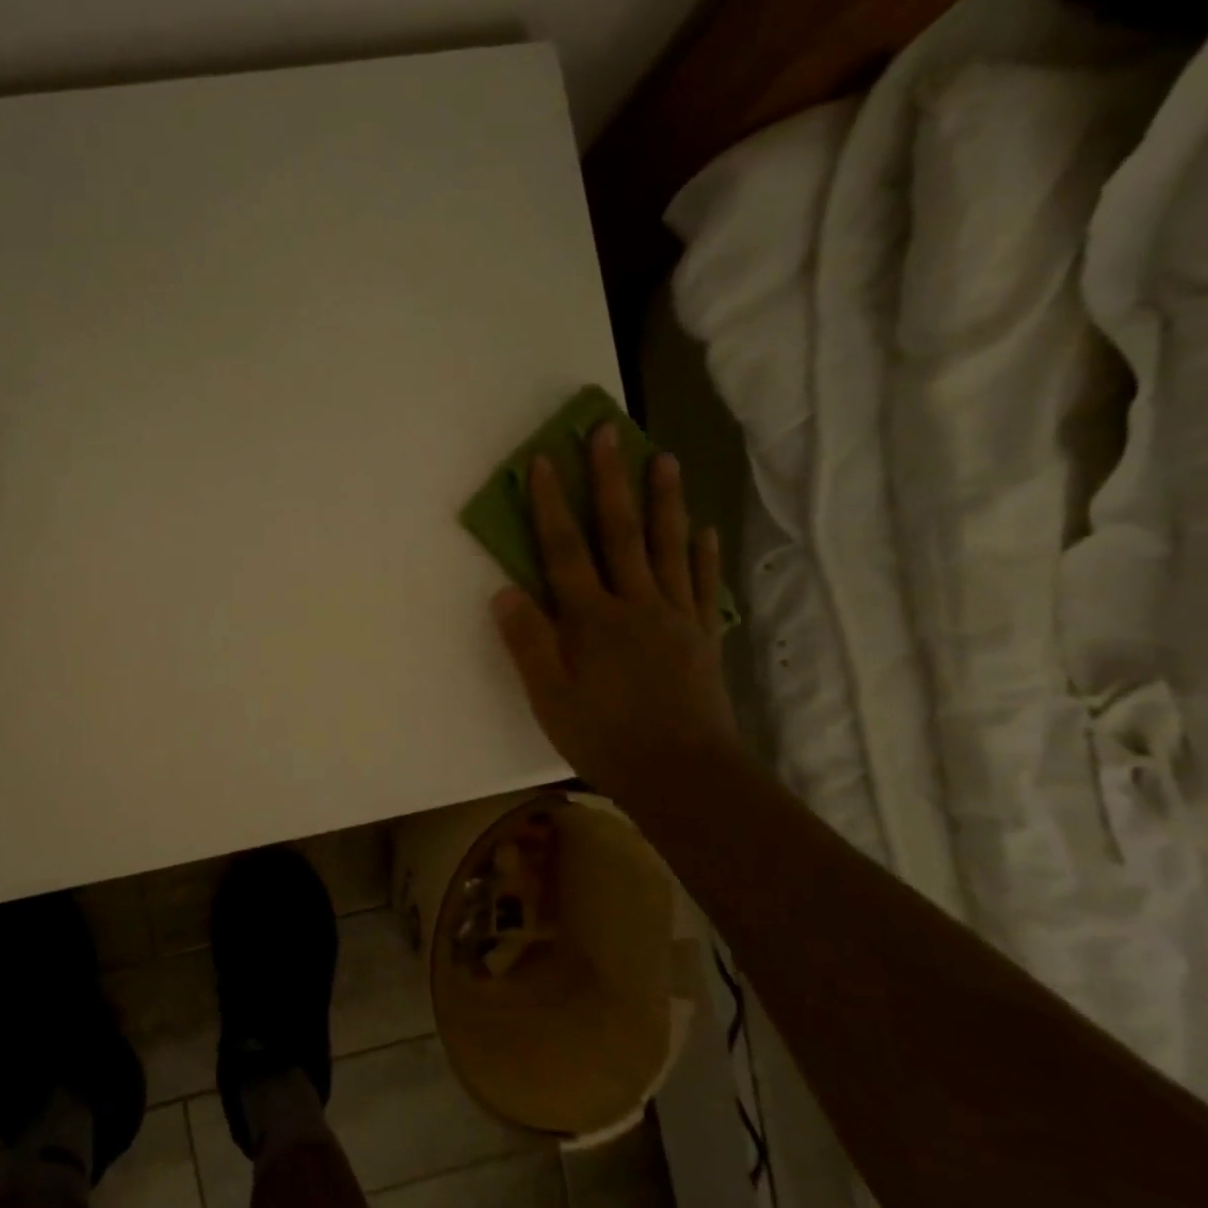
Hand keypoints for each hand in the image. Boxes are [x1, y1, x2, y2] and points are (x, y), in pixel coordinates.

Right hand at [492, 426, 739, 807]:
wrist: (684, 775)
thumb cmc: (605, 738)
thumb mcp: (549, 697)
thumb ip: (528, 641)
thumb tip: (504, 590)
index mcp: (591, 618)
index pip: (565, 550)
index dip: (552, 505)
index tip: (545, 461)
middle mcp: (635, 604)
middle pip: (620, 533)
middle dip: (611, 481)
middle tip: (608, 433)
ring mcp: (675, 617)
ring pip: (668, 547)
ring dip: (664, 500)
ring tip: (665, 458)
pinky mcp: (702, 637)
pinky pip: (702, 584)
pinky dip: (702, 553)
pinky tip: (703, 530)